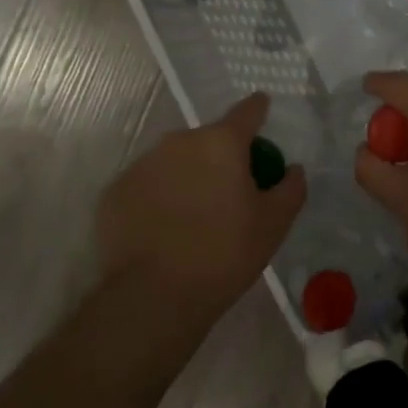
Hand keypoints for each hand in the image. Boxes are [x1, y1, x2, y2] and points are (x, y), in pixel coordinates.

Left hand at [96, 93, 306, 321]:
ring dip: (188, 176)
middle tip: (230, 192)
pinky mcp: (114, 192)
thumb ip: (290, 188)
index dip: (258, 110)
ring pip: (175, 161)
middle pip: (209, 139)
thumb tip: (292, 169)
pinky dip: (158, 198)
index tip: (262, 111)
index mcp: (222, 142)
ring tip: (194, 216)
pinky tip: (164, 230)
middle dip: (221, 157)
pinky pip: (146, 185)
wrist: (152, 297)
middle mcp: (179, 142)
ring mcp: (142, 165)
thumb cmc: (224, 253)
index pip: (248, 111)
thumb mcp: (274, 224)